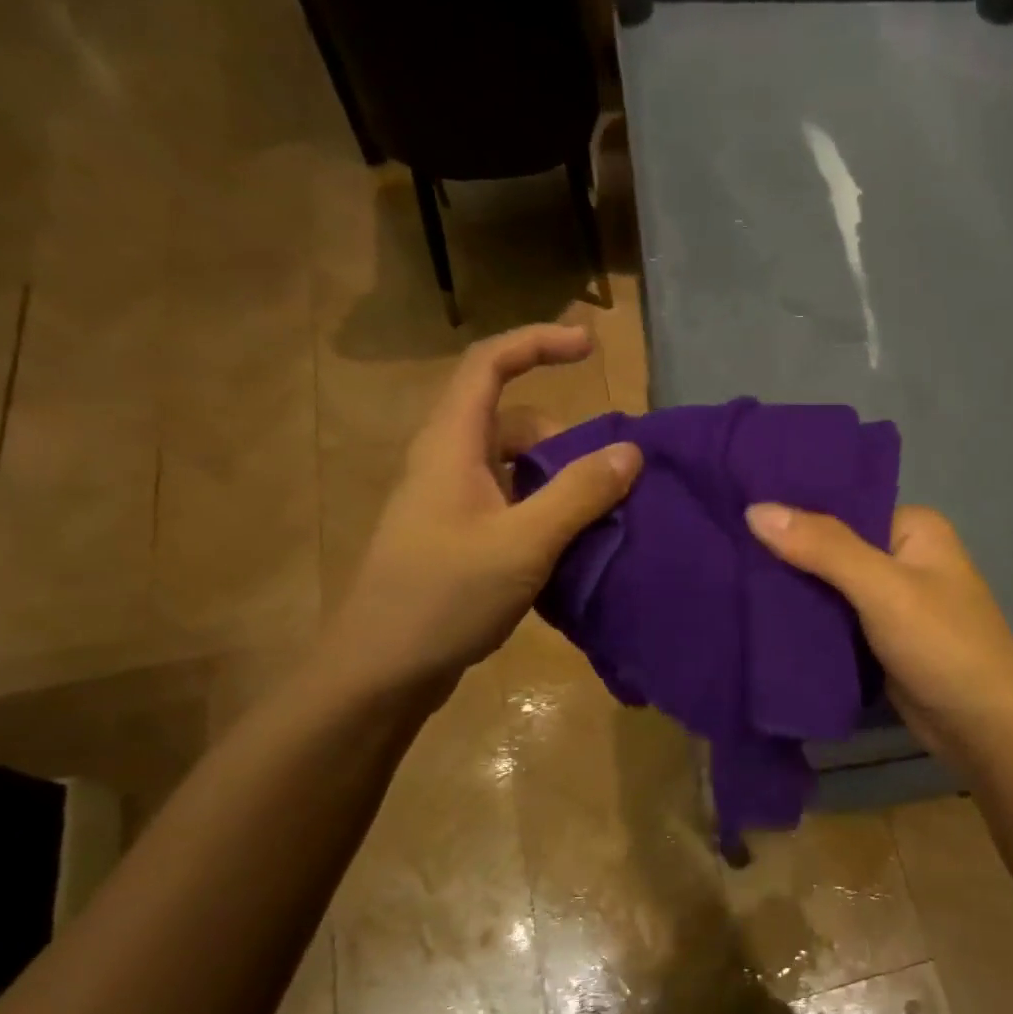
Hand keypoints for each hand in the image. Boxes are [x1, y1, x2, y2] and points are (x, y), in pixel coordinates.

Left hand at [320, 324, 640, 705]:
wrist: (381, 670)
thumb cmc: (445, 596)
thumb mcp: (523, 543)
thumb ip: (578, 494)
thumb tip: (630, 453)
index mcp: (452, 446)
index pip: (488, 365)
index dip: (538, 343)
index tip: (590, 346)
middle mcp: (447, 465)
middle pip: (512, 422)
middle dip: (566, 438)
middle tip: (610, 476)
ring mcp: (451, 506)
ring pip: (515, 471)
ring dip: (560, 483)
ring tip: (600, 519)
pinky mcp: (458, 542)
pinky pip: (511, 508)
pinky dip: (546, 515)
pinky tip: (572, 551)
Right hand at [744, 502, 1012, 764]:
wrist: (984, 727)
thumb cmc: (943, 645)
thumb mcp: (883, 588)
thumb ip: (823, 547)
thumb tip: (755, 508)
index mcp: (911, 528)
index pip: (840, 505)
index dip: (791, 510)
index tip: (735, 511)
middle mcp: (901, 557)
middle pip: (830, 547)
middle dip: (784, 554)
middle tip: (722, 550)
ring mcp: (889, 601)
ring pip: (827, 587)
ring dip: (789, 591)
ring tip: (726, 579)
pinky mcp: (877, 639)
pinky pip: (832, 620)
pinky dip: (803, 621)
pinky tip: (757, 617)